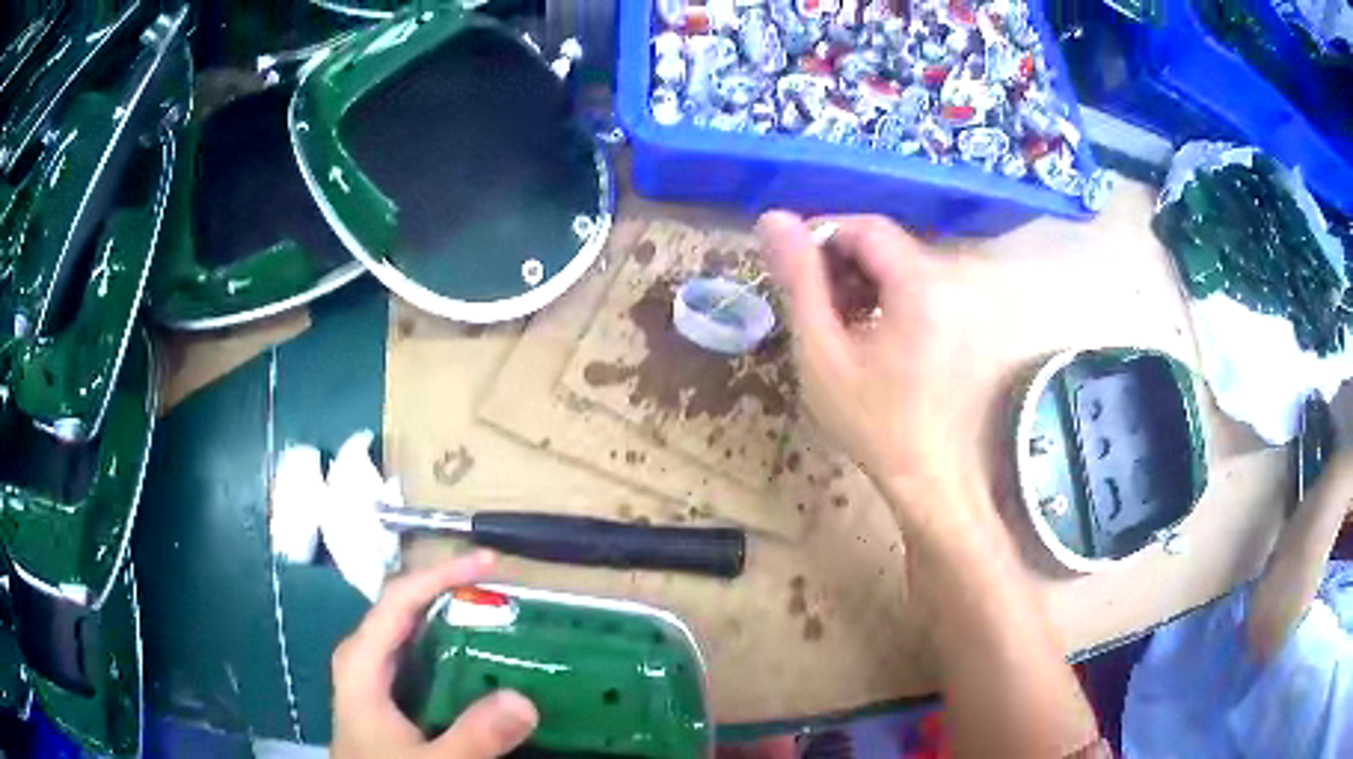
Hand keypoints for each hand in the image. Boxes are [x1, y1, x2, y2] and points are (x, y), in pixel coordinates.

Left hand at [332, 551, 538, 758]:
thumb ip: (472, 736)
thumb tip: (525, 701)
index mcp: (363, 661)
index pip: (400, 599)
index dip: (442, 574)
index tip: (489, 563)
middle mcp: (365, 656)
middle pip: (407, 606)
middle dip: (453, 591)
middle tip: (503, 589)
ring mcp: (374, 672)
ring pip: (413, 629)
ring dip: (454, 617)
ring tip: (499, 615)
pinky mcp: (388, 691)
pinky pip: (421, 655)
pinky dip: (451, 647)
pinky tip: (480, 659)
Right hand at [757, 212, 988, 527]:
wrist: (929, 477)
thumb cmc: (873, 421)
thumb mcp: (823, 352)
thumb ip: (799, 280)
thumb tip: (772, 219)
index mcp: (921, 283)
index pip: (866, 228)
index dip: (822, 236)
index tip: (791, 267)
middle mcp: (952, 280)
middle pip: (885, 246)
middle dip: (840, 264)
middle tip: (810, 303)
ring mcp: (963, 301)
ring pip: (899, 267)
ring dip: (861, 282)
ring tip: (835, 324)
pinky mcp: (964, 320)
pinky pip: (918, 289)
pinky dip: (886, 299)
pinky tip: (867, 334)